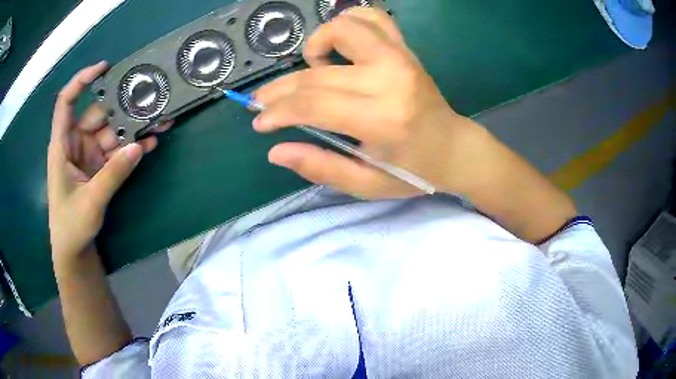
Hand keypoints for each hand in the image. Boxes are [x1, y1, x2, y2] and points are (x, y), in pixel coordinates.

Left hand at [47, 62, 169, 261]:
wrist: (74, 251)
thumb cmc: (71, 226)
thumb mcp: (90, 202)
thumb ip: (113, 174)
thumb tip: (139, 146)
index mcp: (62, 145)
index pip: (66, 103)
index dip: (81, 81)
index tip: (104, 68)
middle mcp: (75, 144)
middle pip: (98, 115)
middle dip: (122, 108)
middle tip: (149, 100)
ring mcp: (89, 155)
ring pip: (112, 132)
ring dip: (133, 128)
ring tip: (158, 122)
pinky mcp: (100, 167)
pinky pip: (118, 151)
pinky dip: (132, 148)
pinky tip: (150, 144)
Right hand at [255, 7, 486, 198]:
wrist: (453, 148)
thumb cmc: (412, 171)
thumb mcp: (366, 184)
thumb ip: (320, 167)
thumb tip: (275, 151)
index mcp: (381, 119)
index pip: (312, 105)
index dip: (277, 111)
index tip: (260, 121)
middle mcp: (388, 79)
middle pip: (316, 74)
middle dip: (280, 90)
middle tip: (263, 102)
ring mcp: (399, 57)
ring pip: (342, 29)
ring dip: (315, 44)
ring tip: (311, 67)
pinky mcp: (405, 49)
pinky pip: (372, 18)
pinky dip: (348, 23)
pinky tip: (340, 44)